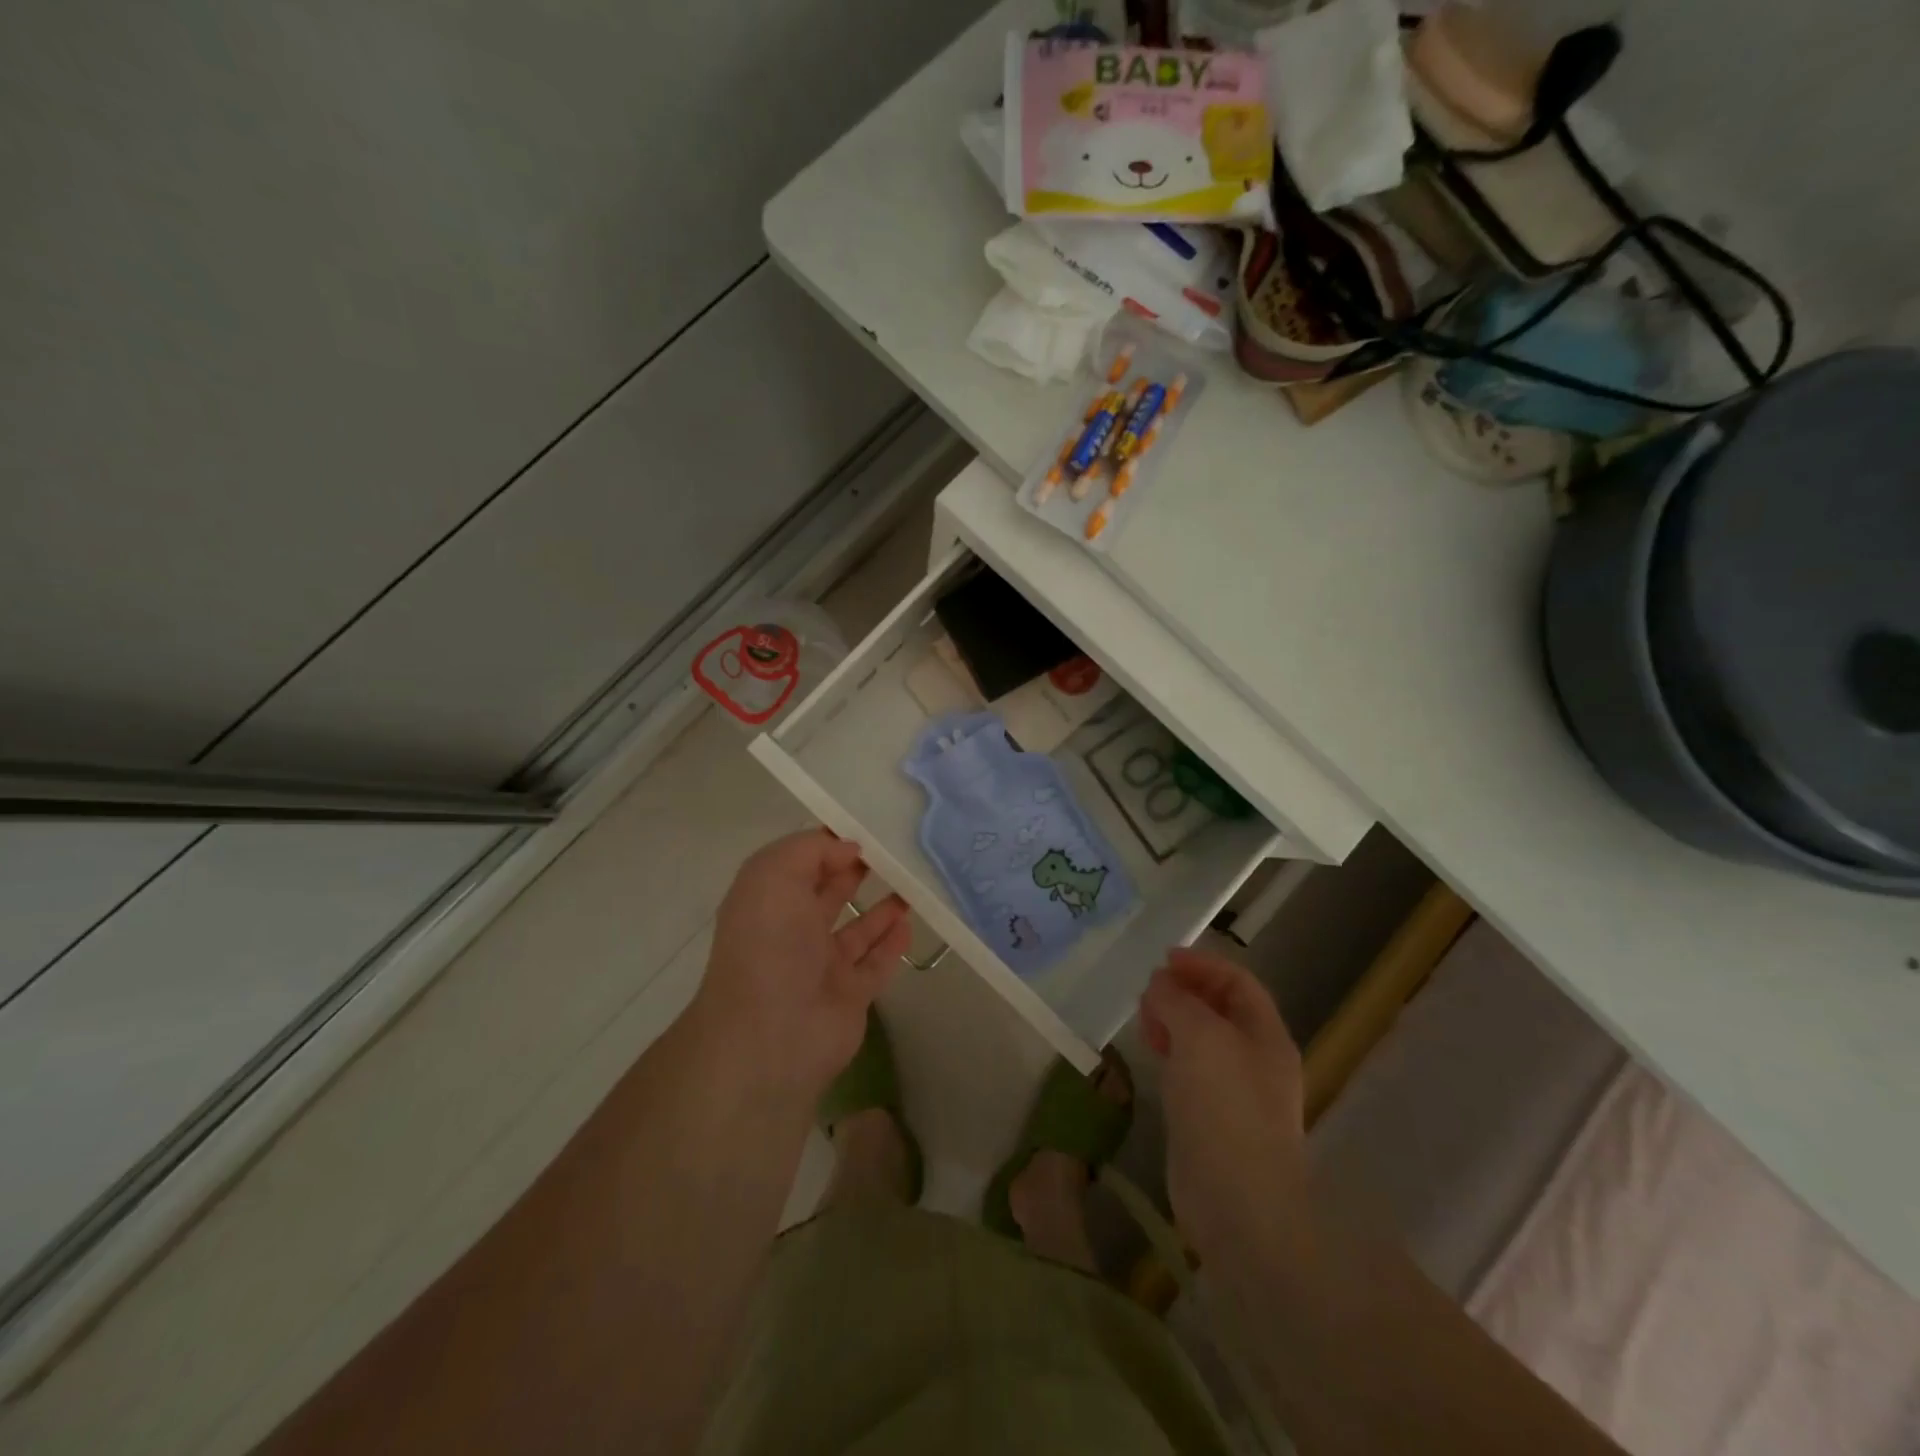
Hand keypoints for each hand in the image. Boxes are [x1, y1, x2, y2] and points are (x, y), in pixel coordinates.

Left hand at [690, 830, 911, 1103]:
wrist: (771, 1035)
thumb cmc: (769, 945)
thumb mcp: (775, 876)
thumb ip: (811, 850)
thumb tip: (848, 849)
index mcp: (768, 903)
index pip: (799, 864)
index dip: (828, 844)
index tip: (865, 828)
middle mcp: (792, 933)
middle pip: (828, 895)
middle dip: (854, 872)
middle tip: (892, 851)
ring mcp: (822, 967)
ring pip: (856, 931)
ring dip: (880, 909)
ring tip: (910, 884)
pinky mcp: (850, 996)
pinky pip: (876, 964)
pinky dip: (892, 944)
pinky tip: (909, 923)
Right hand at [1139, 949, 1308, 1267]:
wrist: (1238, 1203)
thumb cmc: (1225, 1107)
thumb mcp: (1199, 1036)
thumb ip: (1177, 1000)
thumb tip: (1160, 984)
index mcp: (1266, 1036)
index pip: (1238, 982)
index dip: (1202, 964)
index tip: (1163, 960)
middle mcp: (1256, 1059)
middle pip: (1220, 1009)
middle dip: (1185, 992)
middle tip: (1149, 992)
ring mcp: (1235, 1092)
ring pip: (1202, 1040)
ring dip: (1174, 1021)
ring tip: (1144, 1019)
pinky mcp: (1211, 1118)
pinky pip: (1191, 1070)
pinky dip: (1171, 1052)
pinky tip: (1151, 1054)